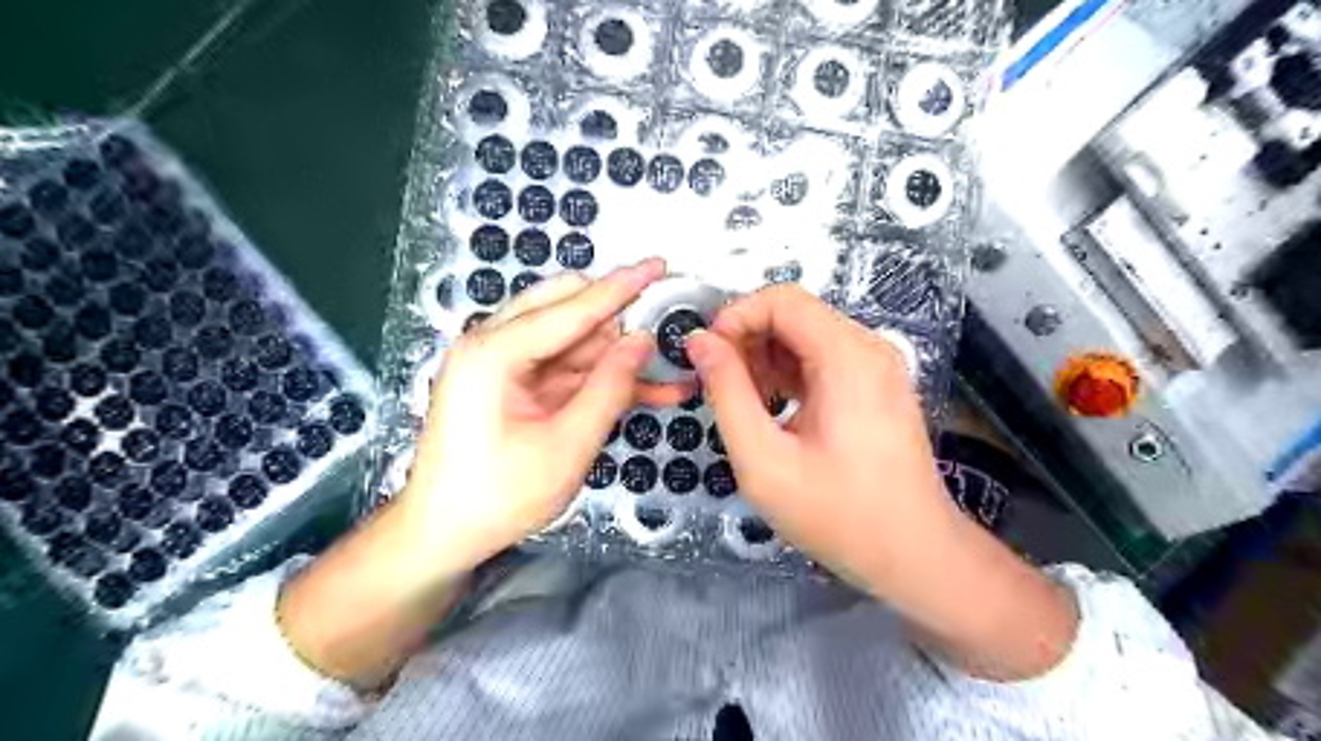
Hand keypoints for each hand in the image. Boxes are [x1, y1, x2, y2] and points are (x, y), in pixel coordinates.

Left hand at [280, 260, 685, 687]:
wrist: (442, 535)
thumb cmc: (497, 498)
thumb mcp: (566, 446)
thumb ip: (608, 387)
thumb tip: (643, 340)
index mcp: (494, 353)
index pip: (571, 307)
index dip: (621, 286)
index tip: (658, 264)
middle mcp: (492, 344)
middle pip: (567, 309)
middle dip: (618, 318)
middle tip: (665, 328)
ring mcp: (502, 363)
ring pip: (573, 339)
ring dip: (617, 354)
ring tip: (667, 371)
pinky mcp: (514, 383)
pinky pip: (566, 367)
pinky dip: (602, 377)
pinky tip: (645, 389)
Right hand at [685, 287, 1077, 680]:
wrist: (914, 555)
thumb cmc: (839, 515)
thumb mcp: (764, 460)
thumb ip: (727, 393)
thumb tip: (700, 342)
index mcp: (848, 356)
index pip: (781, 299)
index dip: (736, 317)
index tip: (707, 356)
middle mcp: (868, 348)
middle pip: (794, 314)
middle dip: (747, 340)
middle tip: (719, 386)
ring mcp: (876, 366)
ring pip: (805, 336)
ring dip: (765, 359)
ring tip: (744, 404)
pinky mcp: (875, 386)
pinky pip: (822, 360)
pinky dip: (788, 374)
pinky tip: (772, 410)